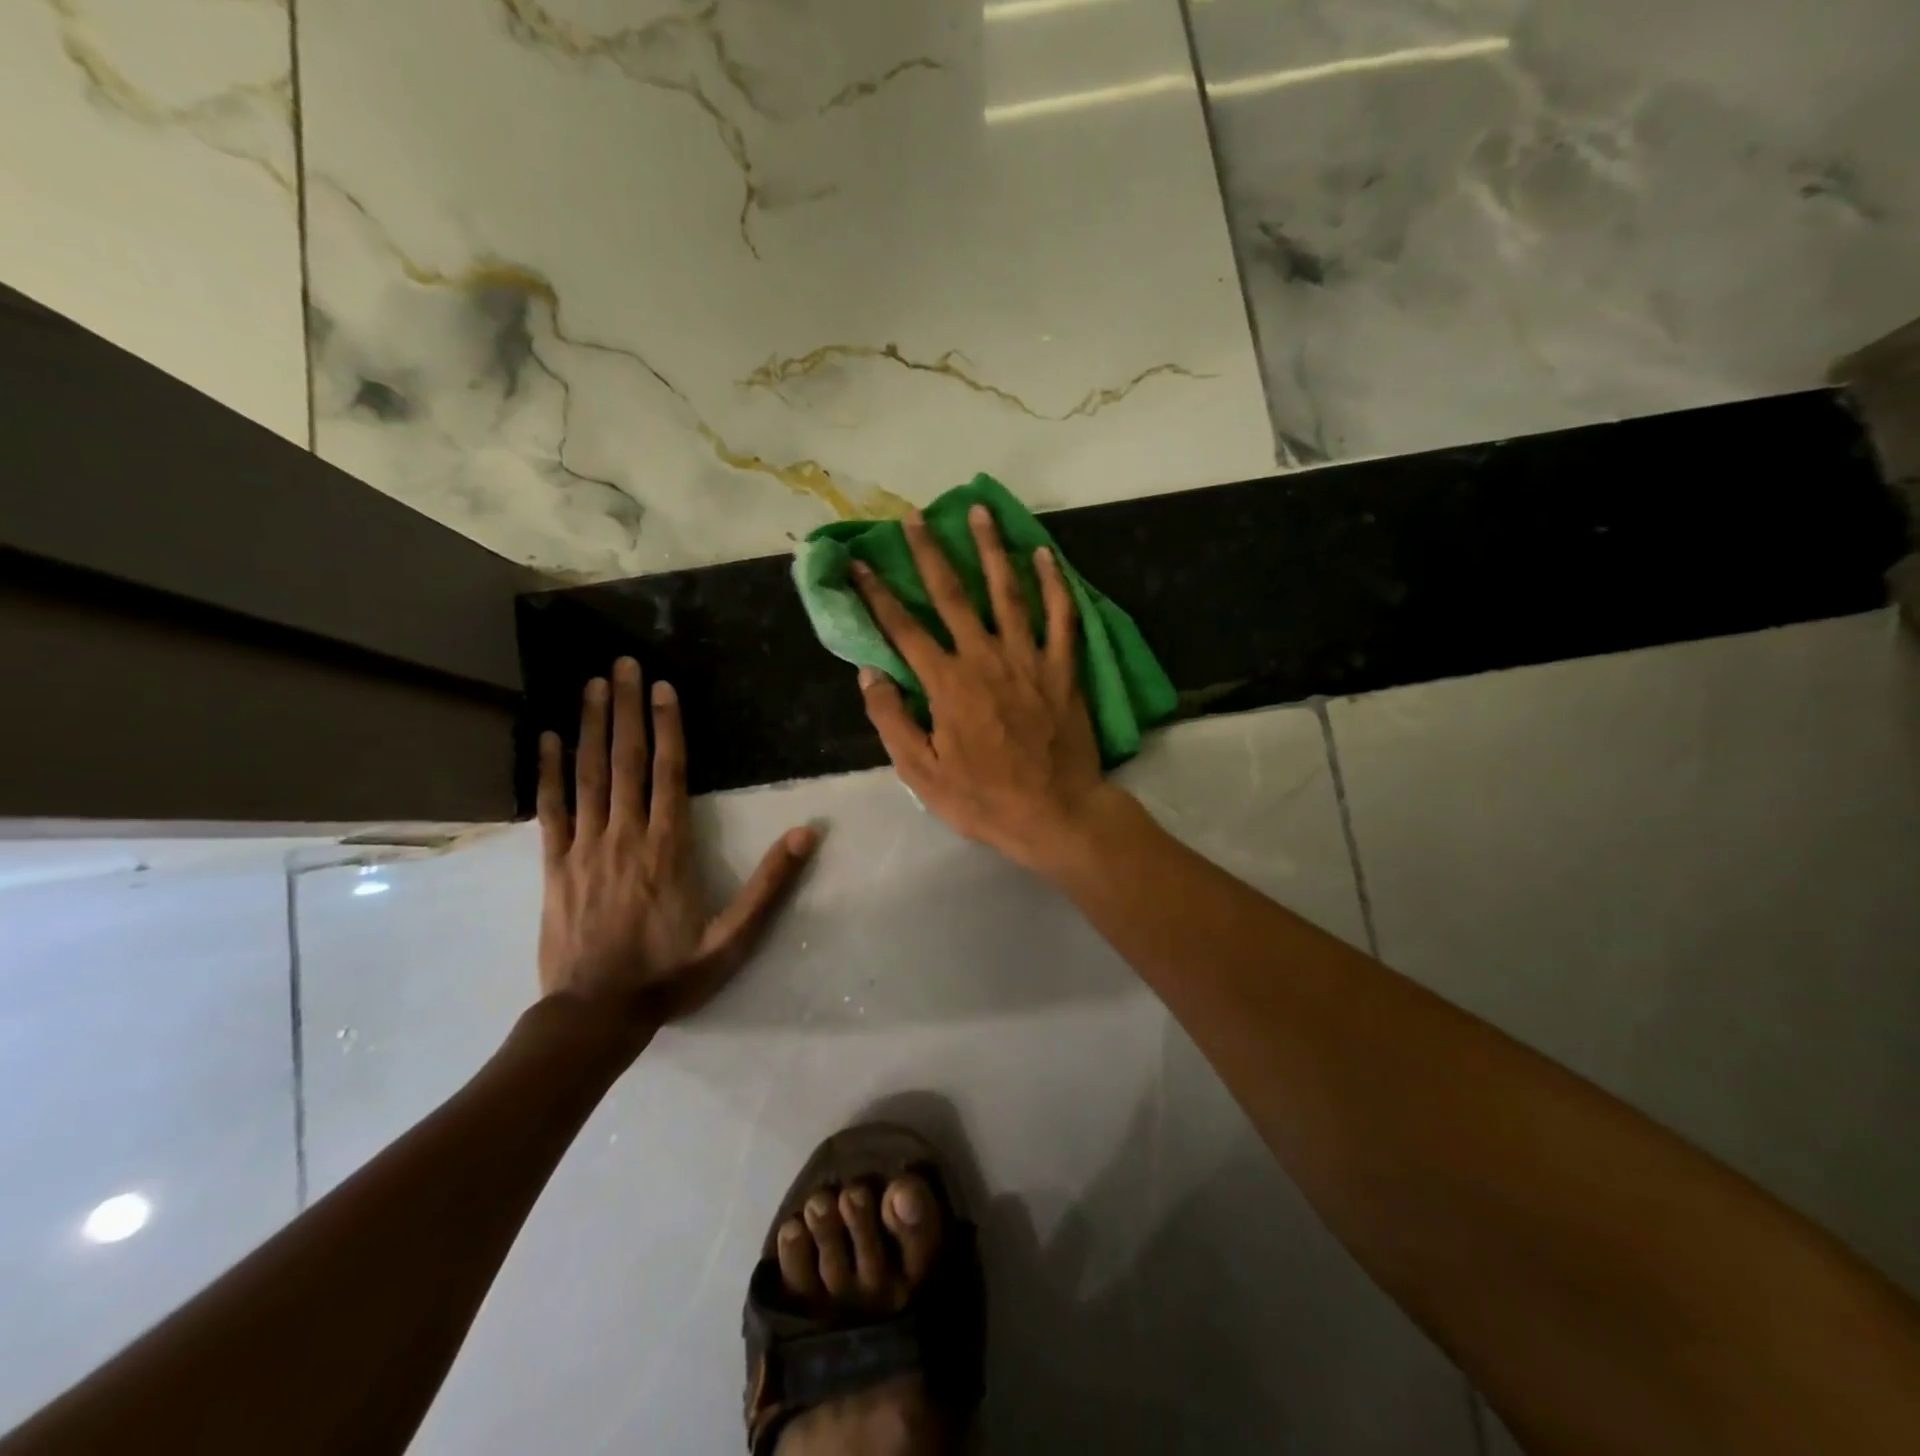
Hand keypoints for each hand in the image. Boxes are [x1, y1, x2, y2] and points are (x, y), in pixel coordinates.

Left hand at [536, 658, 816, 1030]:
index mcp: (668, 848)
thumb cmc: (670, 974)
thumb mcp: (733, 938)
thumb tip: (807, 833)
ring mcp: (585, 848)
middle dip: (627, 709)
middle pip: (627, 761)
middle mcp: (625, 835)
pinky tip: (548, 739)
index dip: (668, 727)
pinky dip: (549, 772)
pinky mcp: (554, 866)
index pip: (669, 773)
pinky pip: (551, 810)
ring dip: (592, 727)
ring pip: (589, 776)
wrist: (596, 1014)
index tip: (664, 688)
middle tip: (622, 665)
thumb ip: (769, 884)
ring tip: (593, 686)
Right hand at [851, 505, 1124, 872]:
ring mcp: (1029, 659)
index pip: (904, 629)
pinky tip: (1045, 554)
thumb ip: (892, 721)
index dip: (877, 594)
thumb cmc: (984, 799)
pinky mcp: (1064, 668)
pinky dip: (1054, 584)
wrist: (1056, 813)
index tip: (859, 563)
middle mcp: (985, 658)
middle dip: (930, 552)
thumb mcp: (922, 773)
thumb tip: (870, 674)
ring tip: (979, 511)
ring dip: (991, 548)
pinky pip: (1062, 617)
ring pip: (1008, 592)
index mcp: (947, 684)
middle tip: (915, 516)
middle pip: (953, 595)